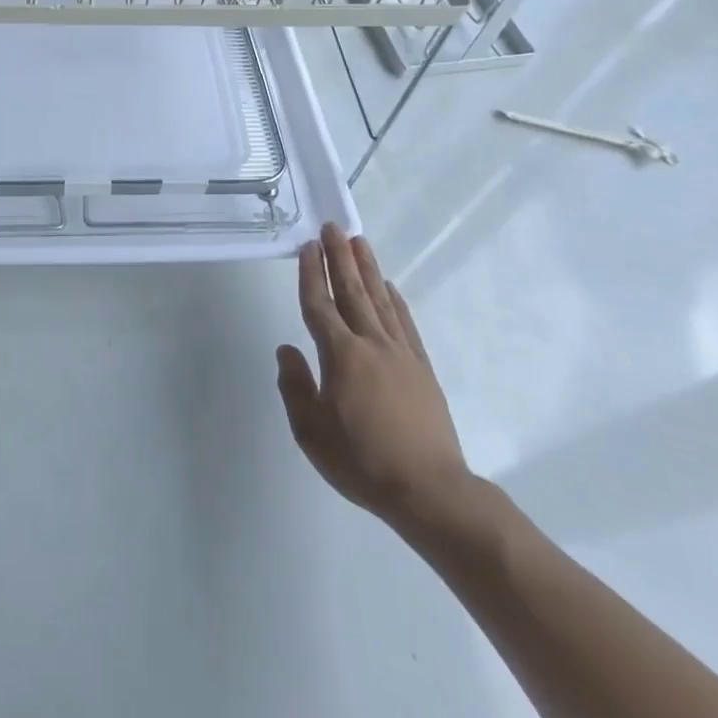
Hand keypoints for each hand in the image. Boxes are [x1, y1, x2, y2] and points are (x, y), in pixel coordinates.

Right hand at [275, 224, 471, 530]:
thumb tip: (287, 350)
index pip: (319, 306)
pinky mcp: (422, 368)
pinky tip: (389, 286)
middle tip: (332, 227)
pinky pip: (405, 323)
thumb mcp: (311, 432)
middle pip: (352, 292)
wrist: (430, 490)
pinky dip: (395, 300)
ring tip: (358, 241)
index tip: (306, 247)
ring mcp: (401, 354)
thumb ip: (295, 386)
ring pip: (379, 300)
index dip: (310, 275)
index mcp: (340, 356)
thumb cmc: (362, 462)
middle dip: (339, 257)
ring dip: (367, 268)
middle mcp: (371, 344)